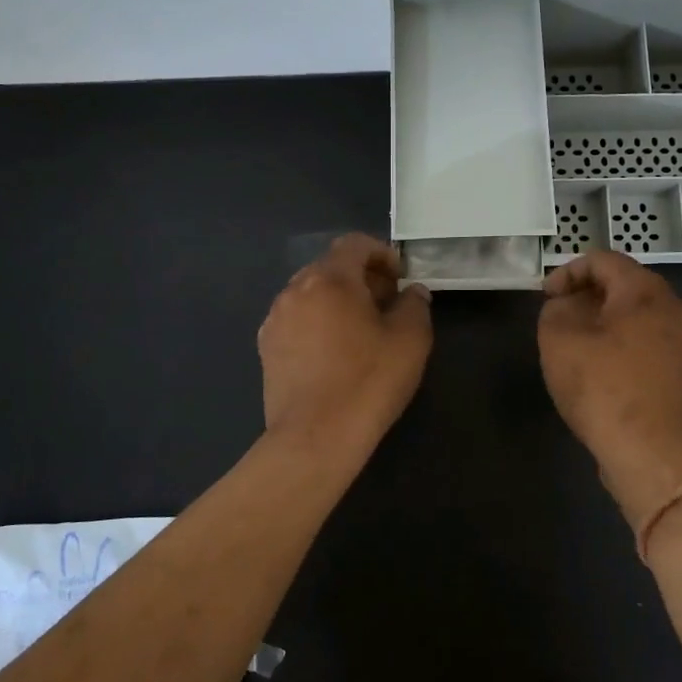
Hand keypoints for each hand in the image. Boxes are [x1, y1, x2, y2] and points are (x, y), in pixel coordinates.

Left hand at [258, 234, 432, 450]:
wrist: (315, 436)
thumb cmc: (368, 381)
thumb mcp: (410, 340)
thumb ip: (415, 305)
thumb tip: (412, 293)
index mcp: (330, 279)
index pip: (354, 244)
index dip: (381, 253)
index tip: (400, 278)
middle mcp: (295, 290)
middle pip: (330, 267)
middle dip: (360, 278)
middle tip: (386, 304)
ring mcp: (275, 320)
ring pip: (311, 294)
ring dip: (337, 301)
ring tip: (361, 330)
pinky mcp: (266, 349)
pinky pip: (296, 320)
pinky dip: (317, 323)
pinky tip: (333, 353)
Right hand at [538, 250, 681, 529]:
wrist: (655, 457)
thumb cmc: (604, 390)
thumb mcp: (559, 342)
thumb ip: (555, 311)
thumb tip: (566, 306)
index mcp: (647, 293)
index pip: (604, 260)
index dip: (568, 271)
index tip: (545, 296)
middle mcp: (676, 310)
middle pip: (626, 286)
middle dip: (588, 296)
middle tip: (559, 318)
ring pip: (640, 317)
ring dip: (606, 322)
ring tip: (577, 346)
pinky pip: (651, 344)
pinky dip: (624, 345)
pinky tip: (603, 372)